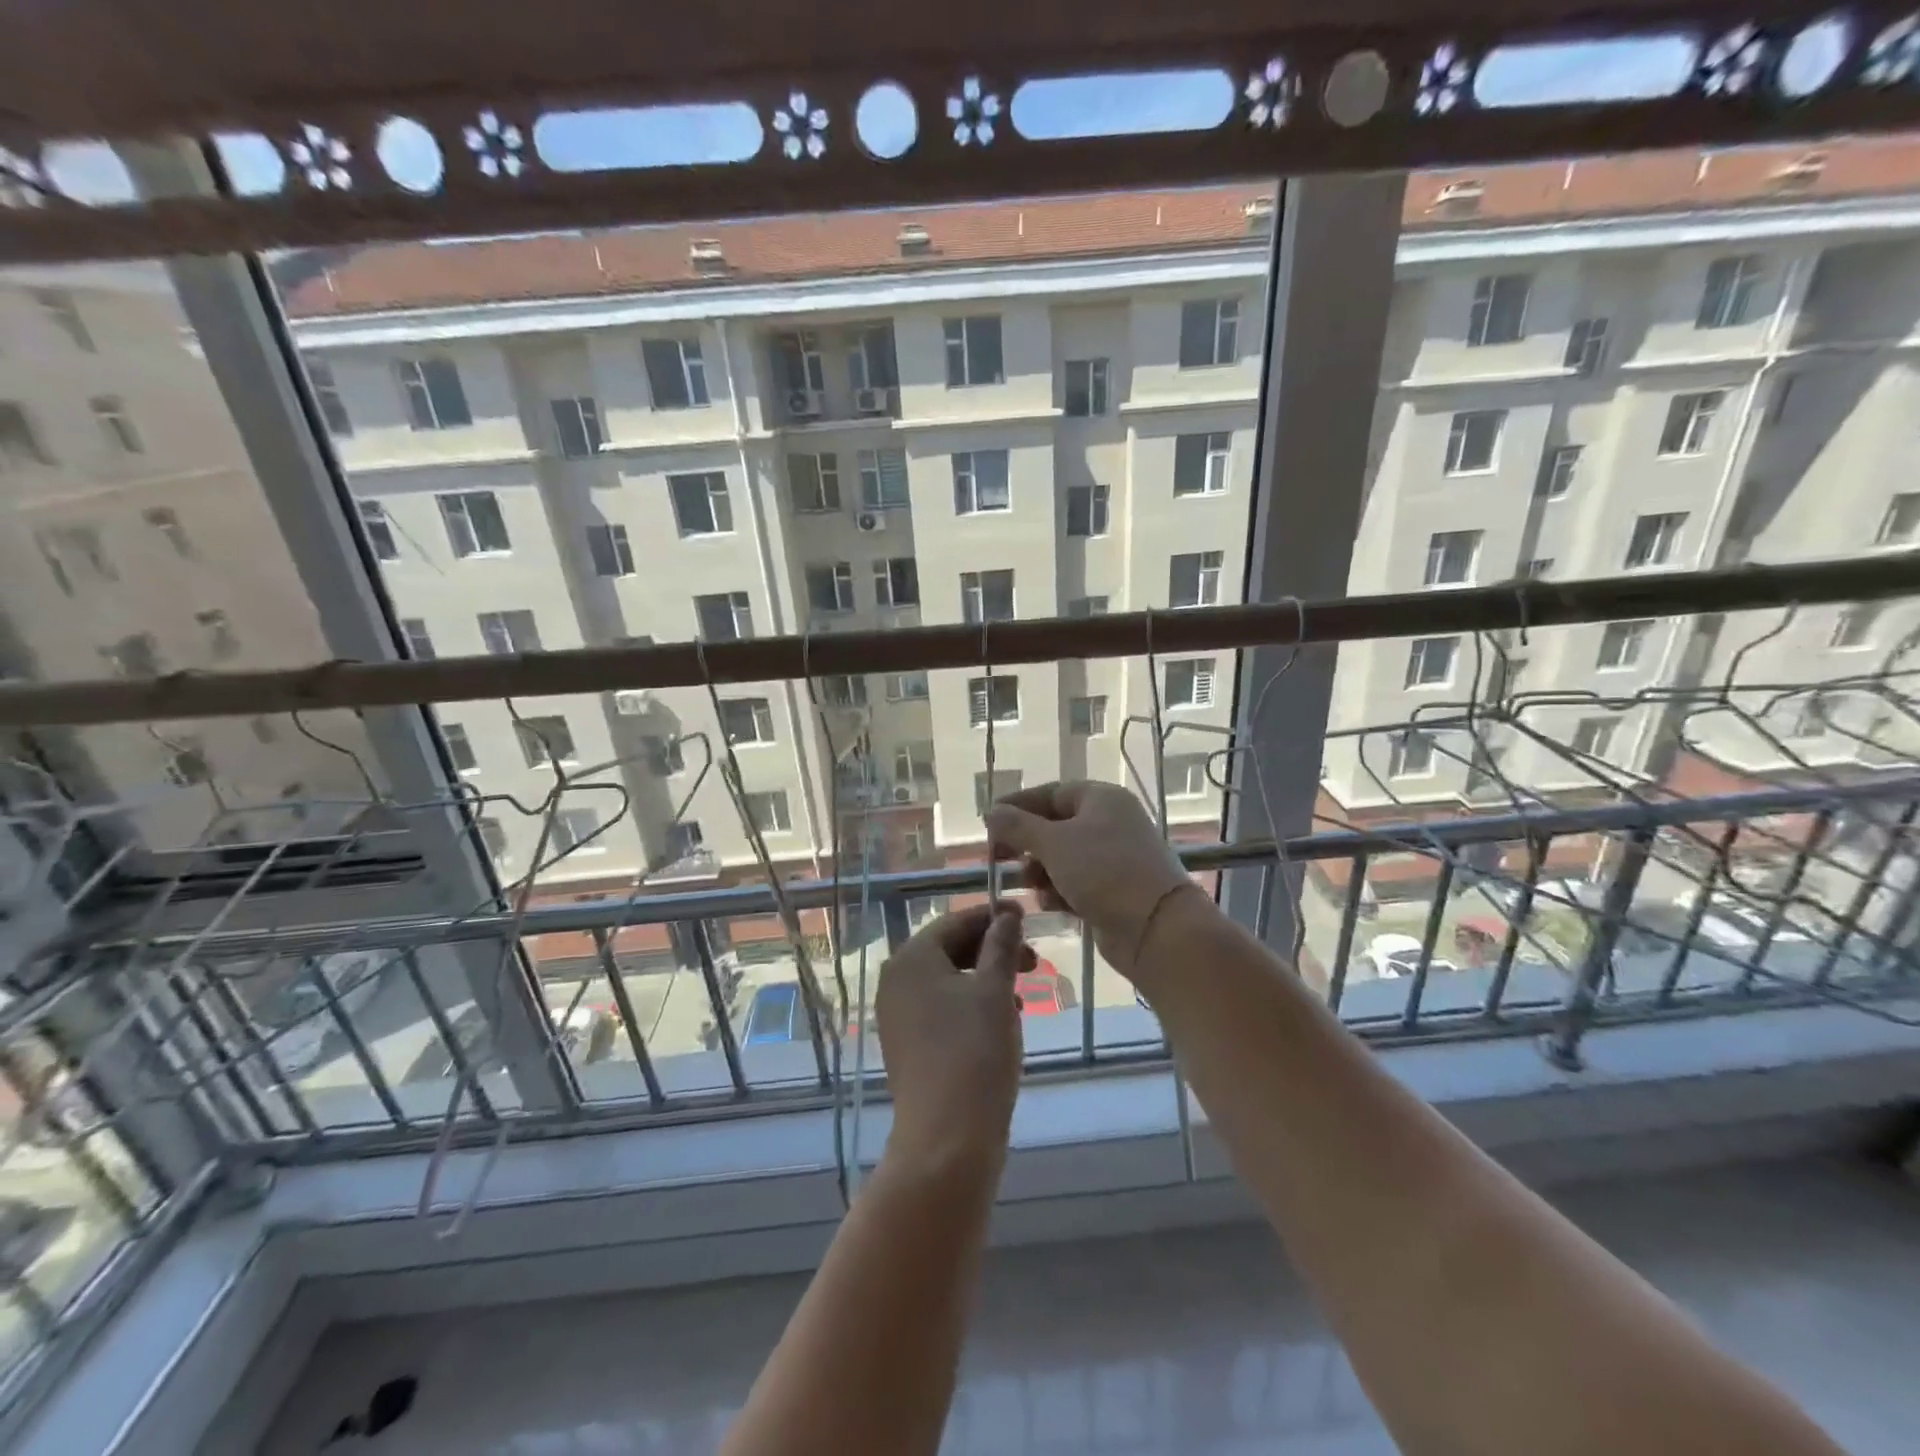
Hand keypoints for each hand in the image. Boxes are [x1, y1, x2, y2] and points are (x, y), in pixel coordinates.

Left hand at [876, 902, 1030, 1177]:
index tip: (1027, 915)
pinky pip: (941, 1009)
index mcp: (912, 959)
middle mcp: (896, 981)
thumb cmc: (974, 1051)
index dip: (993, 916)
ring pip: (948, 981)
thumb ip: (1002, 945)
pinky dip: (971, 1006)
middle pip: (949, 949)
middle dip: (992, 951)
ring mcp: (898, 1016)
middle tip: (1033, 962)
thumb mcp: (996, 990)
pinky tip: (1000, 1024)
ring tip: (1021, 996)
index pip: (955, 921)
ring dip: (986, 980)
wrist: (947, 1138)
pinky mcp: (907, 1045)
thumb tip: (1007, 913)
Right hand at [985, 781, 1204, 978]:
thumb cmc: (1104, 873)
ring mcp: (1114, 858)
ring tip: (1029, 884)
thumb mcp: (1054, 844)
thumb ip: (1018, 826)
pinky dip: (1059, 890)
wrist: (1157, 928)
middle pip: (1056, 826)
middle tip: (1000, 858)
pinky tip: (1050, 904)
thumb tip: (992, 812)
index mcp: (1101, 799)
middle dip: (1027, 844)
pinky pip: (1077, 883)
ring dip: (1041, 870)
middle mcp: (1110, 823)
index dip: (1018, 806)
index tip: (989, 823)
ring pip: (1064, 857)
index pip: (1051, 793)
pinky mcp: (1114, 890)